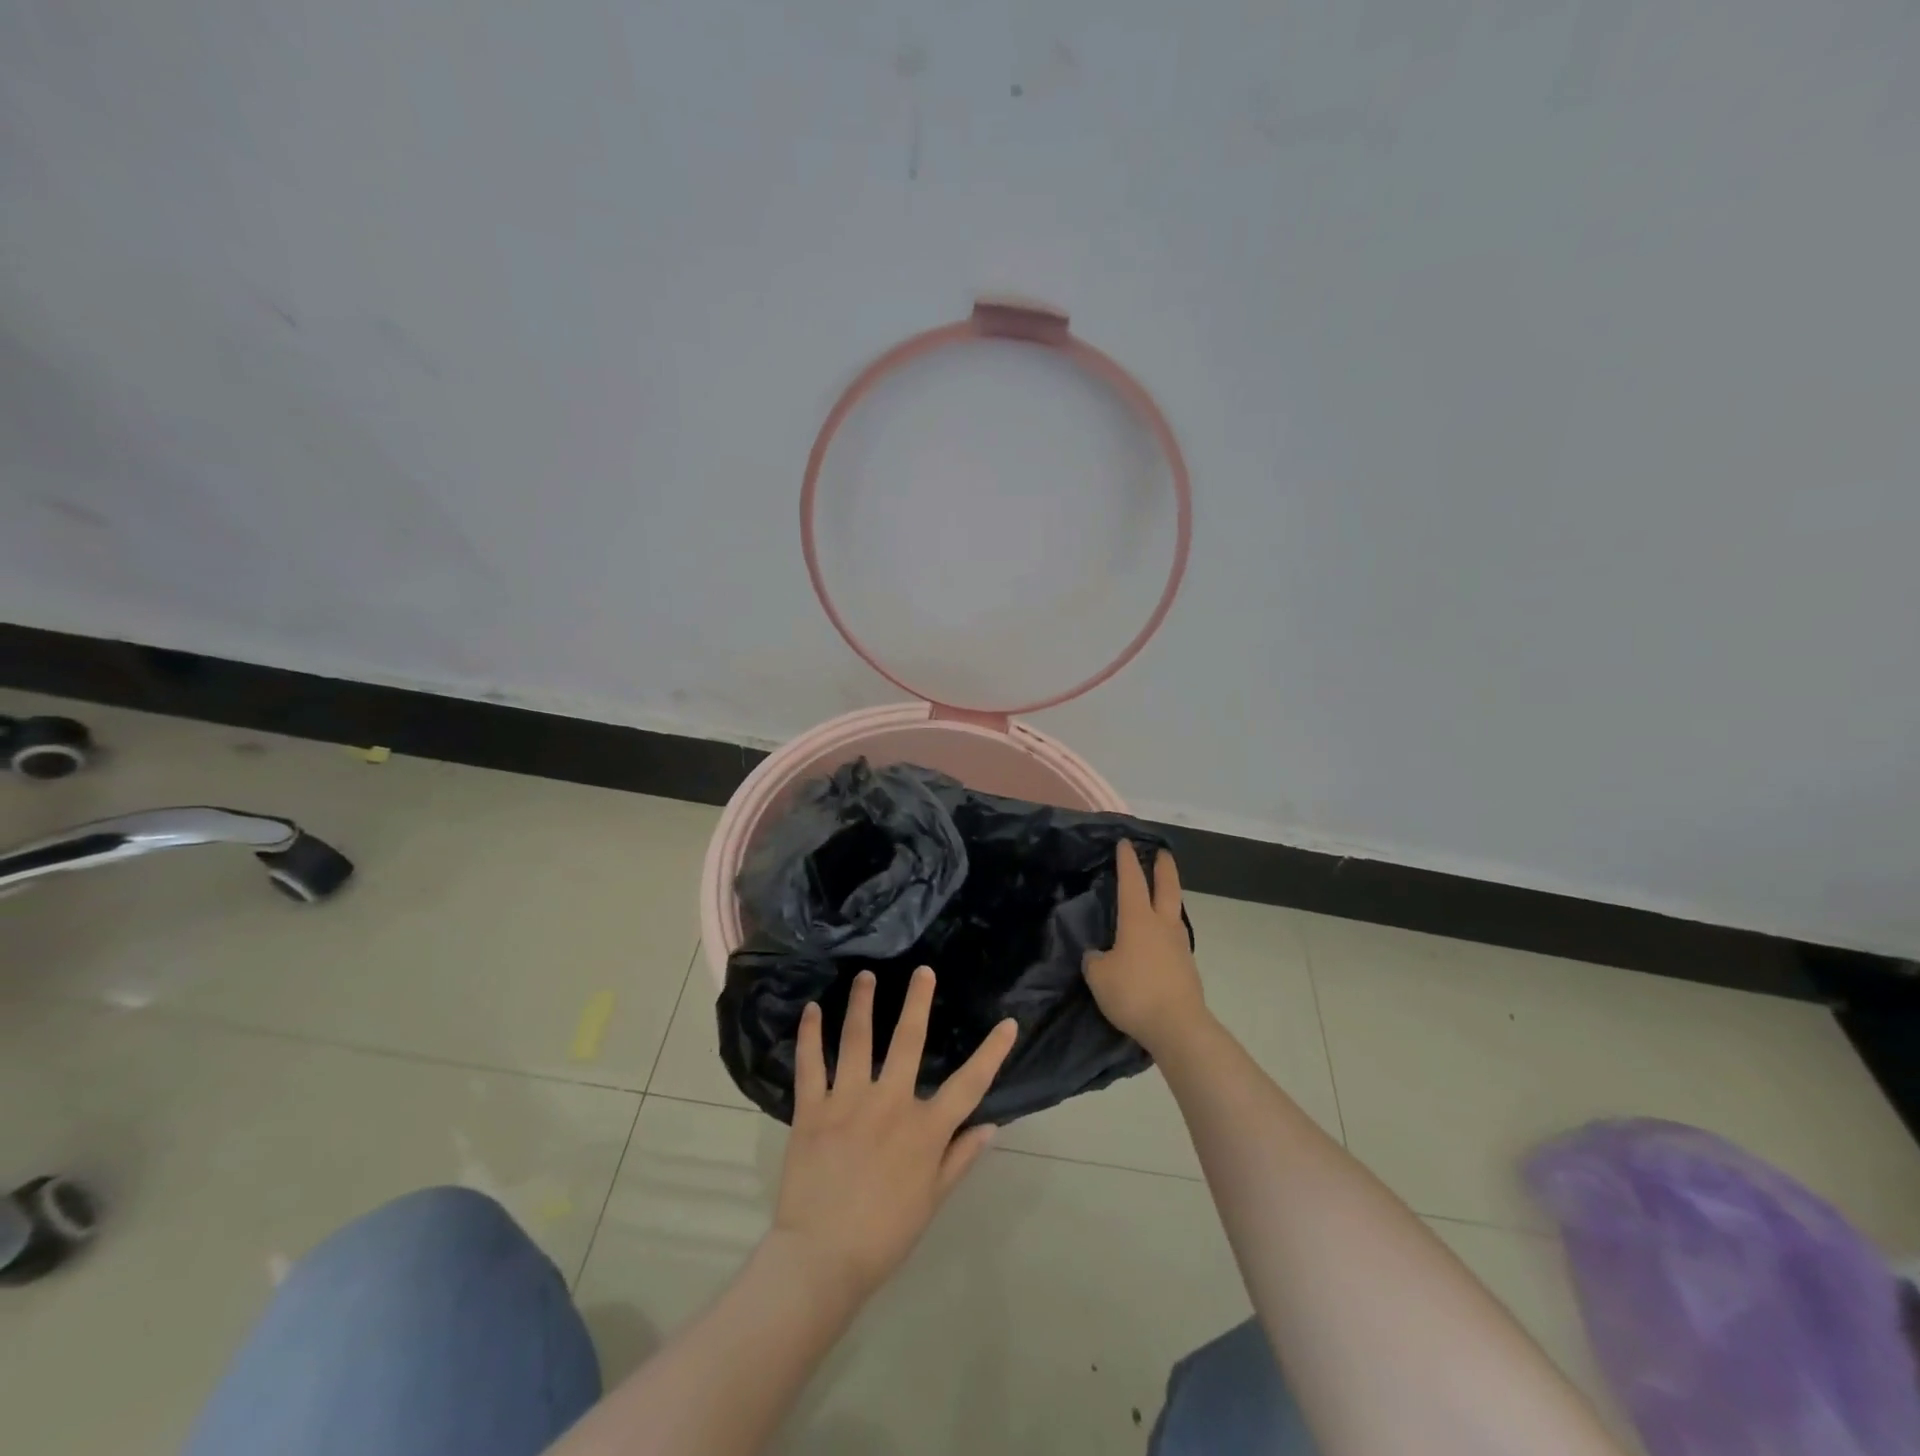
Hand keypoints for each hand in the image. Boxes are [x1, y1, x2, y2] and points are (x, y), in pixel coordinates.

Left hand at [773, 966, 1016, 1301]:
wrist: (821, 1259)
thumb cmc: (884, 1235)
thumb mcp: (932, 1201)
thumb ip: (960, 1158)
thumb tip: (992, 1125)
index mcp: (924, 1130)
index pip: (969, 1085)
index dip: (992, 1053)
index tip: (1008, 1023)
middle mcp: (889, 1103)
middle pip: (907, 1041)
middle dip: (917, 1002)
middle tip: (922, 971)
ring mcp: (848, 1101)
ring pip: (856, 1040)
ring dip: (861, 1004)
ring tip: (865, 975)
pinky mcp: (812, 1109)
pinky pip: (811, 1065)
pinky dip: (810, 1035)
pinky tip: (811, 1010)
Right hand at [1084, 844, 1208, 1055]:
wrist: (1178, 1027)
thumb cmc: (1134, 993)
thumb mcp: (1099, 976)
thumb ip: (1095, 960)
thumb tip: (1100, 955)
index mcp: (1138, 920)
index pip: (1131, 881)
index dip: (1127, 861)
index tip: (1125, 843)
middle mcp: (1162, 925)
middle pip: (1167, 887)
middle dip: (1163, 867)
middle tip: (1161, 852)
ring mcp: (1179, 946)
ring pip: (1174, 912)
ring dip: (1169, 897)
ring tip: (1161, 895)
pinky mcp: (1187, 967)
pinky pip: (1175, 937)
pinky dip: (1167, 928)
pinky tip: (1160, 938)